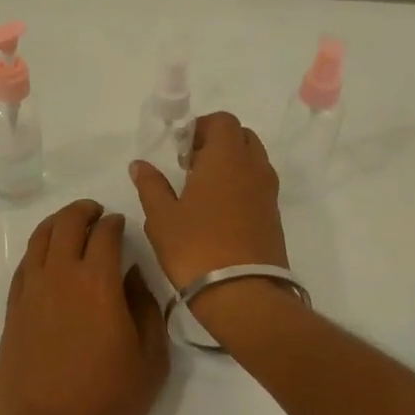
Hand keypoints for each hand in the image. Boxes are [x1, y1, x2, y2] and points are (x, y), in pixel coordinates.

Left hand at [0, 200, 169, 414]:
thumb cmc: (109, 403)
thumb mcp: (150, 358)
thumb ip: (145, 308)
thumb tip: (132, 275)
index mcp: (98, 282)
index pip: (105, 234)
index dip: (115, 223)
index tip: (121, 224)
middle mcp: (59, 277)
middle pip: (67, 225)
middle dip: (83, 212)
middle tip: (96, 213)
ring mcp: (30, 293)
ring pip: (39, 240)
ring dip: (56, 224)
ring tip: (69, 225)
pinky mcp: (11, 313)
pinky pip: (23, 267)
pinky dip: (37, 252)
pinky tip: (46, 259)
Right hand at [130, 112, 288, 292]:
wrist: (243, 294)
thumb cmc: (196, 247)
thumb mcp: (162, 216)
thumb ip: (151, 185)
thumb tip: (140, 165)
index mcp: (226, 158)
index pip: (223, 121)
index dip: (201, 127)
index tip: (180, 148)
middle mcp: (253, 168)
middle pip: (241, 136)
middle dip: (217, 142)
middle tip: (190, 165)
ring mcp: (268, 193)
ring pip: (253, 160)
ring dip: (230, 164)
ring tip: (202, 189)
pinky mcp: (273, 216)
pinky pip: (258, 185)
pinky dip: (240, 185)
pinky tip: (217, 211)